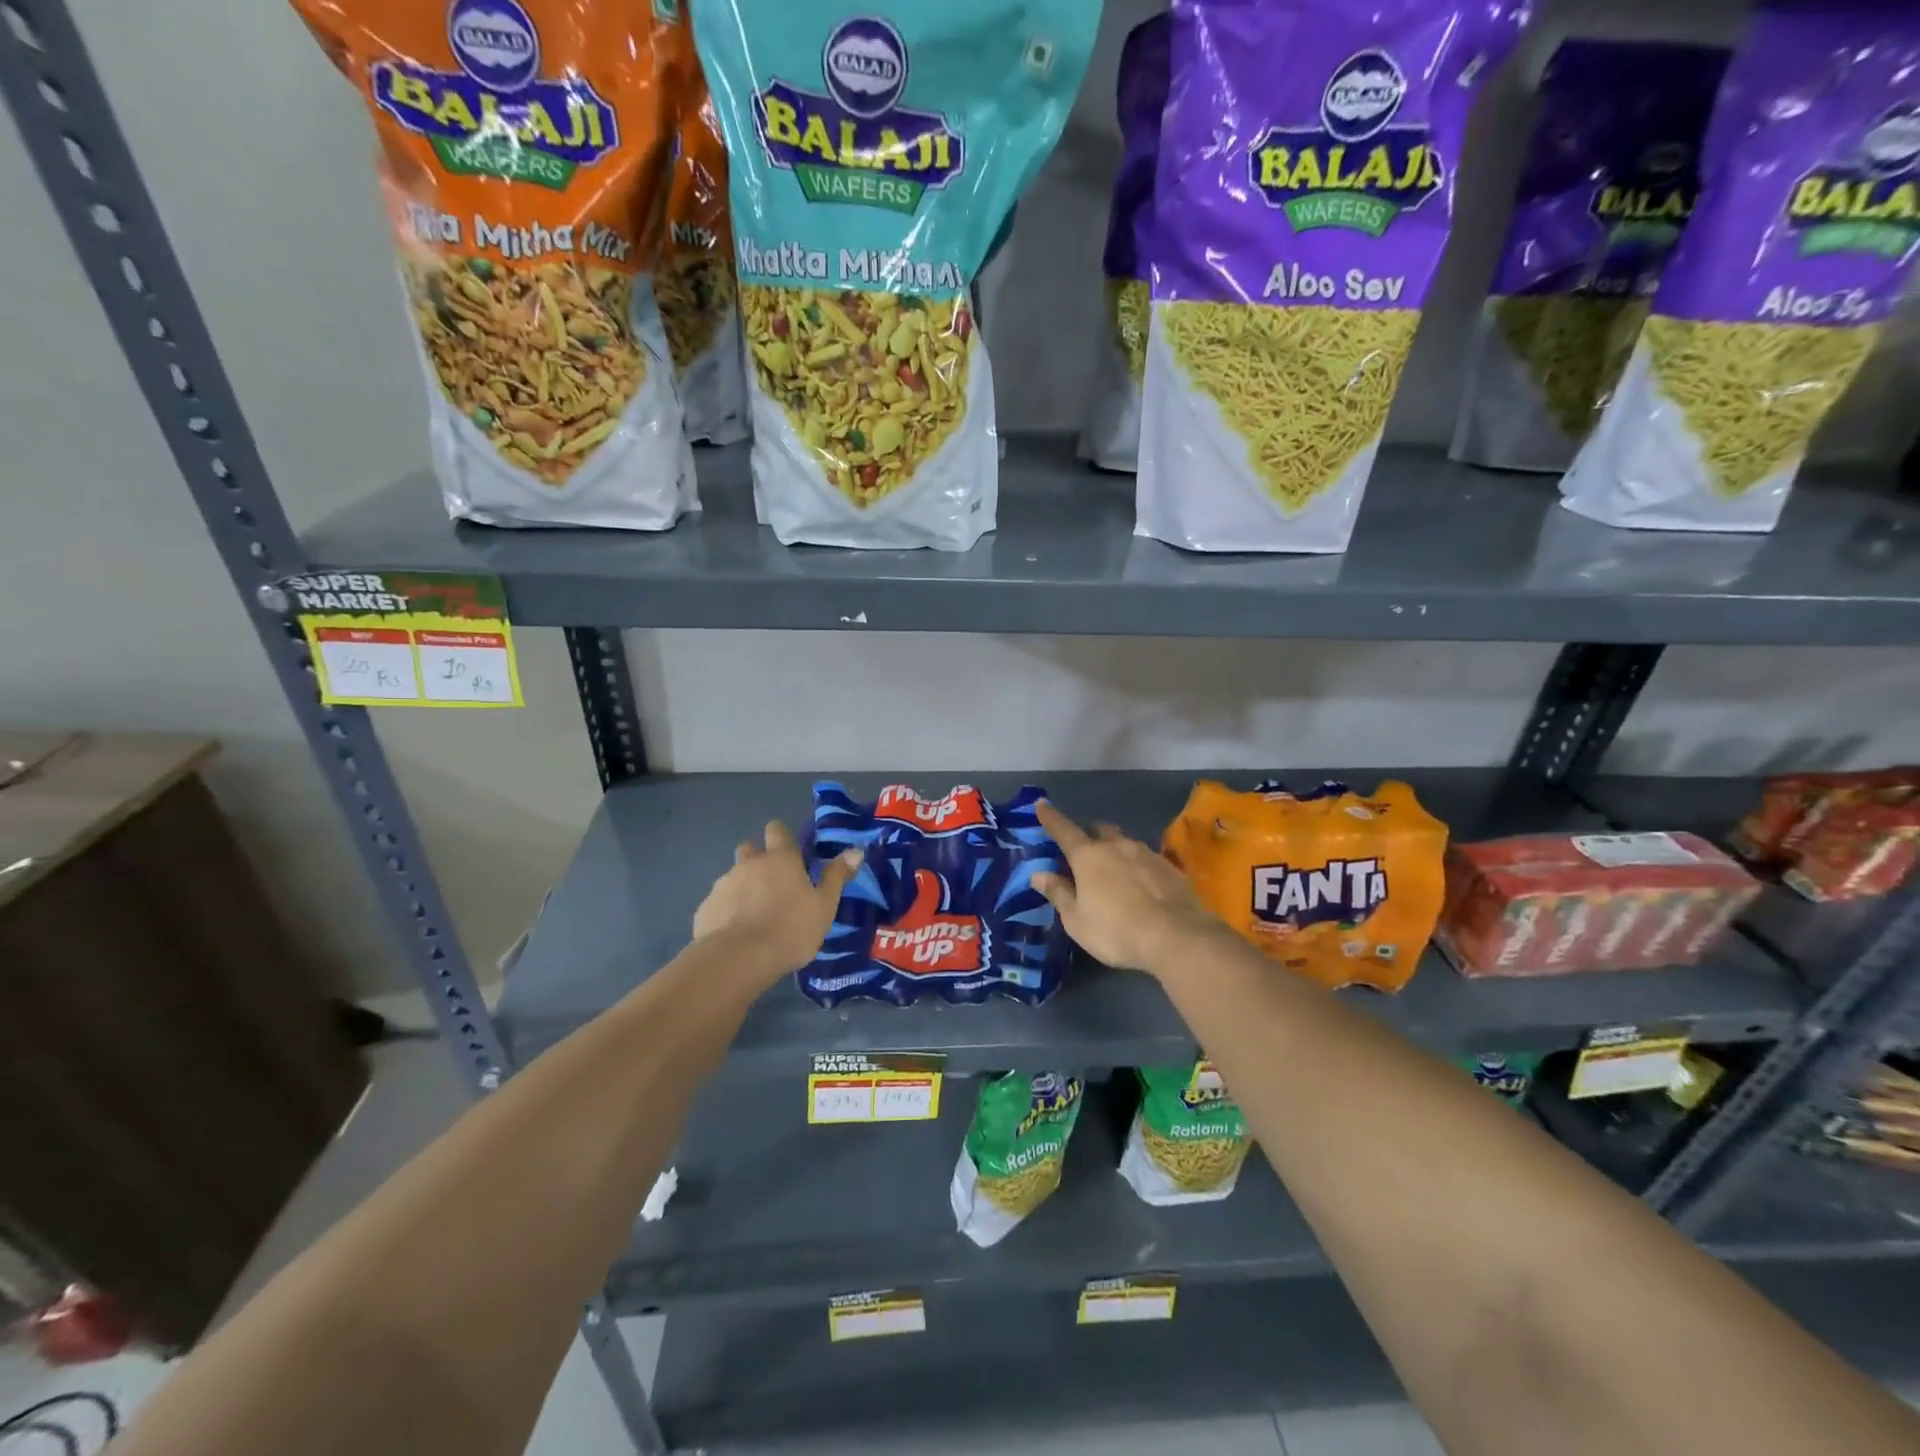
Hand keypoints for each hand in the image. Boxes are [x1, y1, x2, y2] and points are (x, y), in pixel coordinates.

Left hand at [692, 822, 862, 978]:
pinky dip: (727, 911)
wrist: (738, 959)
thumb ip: (837, 876)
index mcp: (780, 859)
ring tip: (754, 916)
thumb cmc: (790, 929)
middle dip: (758, 859)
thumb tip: (855, 850)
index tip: (790, 852)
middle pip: (750, 849)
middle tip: (772, 884)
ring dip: (743, 888)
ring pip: (733, 877)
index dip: (781, 836)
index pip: (777, 830)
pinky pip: (719, 903)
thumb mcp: (824, 906)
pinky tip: (736, 934)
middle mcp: (749, 864)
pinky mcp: (705, 909)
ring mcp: (723, 885)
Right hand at [1033, 801, 1222, 977]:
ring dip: (1117, 850)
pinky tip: (1143, 885)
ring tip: (1117, 871)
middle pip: (1100, 829)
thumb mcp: (1077, 920)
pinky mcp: (1170, 867)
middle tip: (1086, 850)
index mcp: (1088, 857)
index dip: (1051, 818)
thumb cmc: (1116, 931)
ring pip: (1126, 843)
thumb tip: (1038, 874)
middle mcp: (1117, 846)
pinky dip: (1140, 866)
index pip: (1064, 830)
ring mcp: (1147, 854)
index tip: (1041, 804)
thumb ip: (1059, 893)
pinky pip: (1148, 859)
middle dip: (1090, 834)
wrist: (1176, 937)